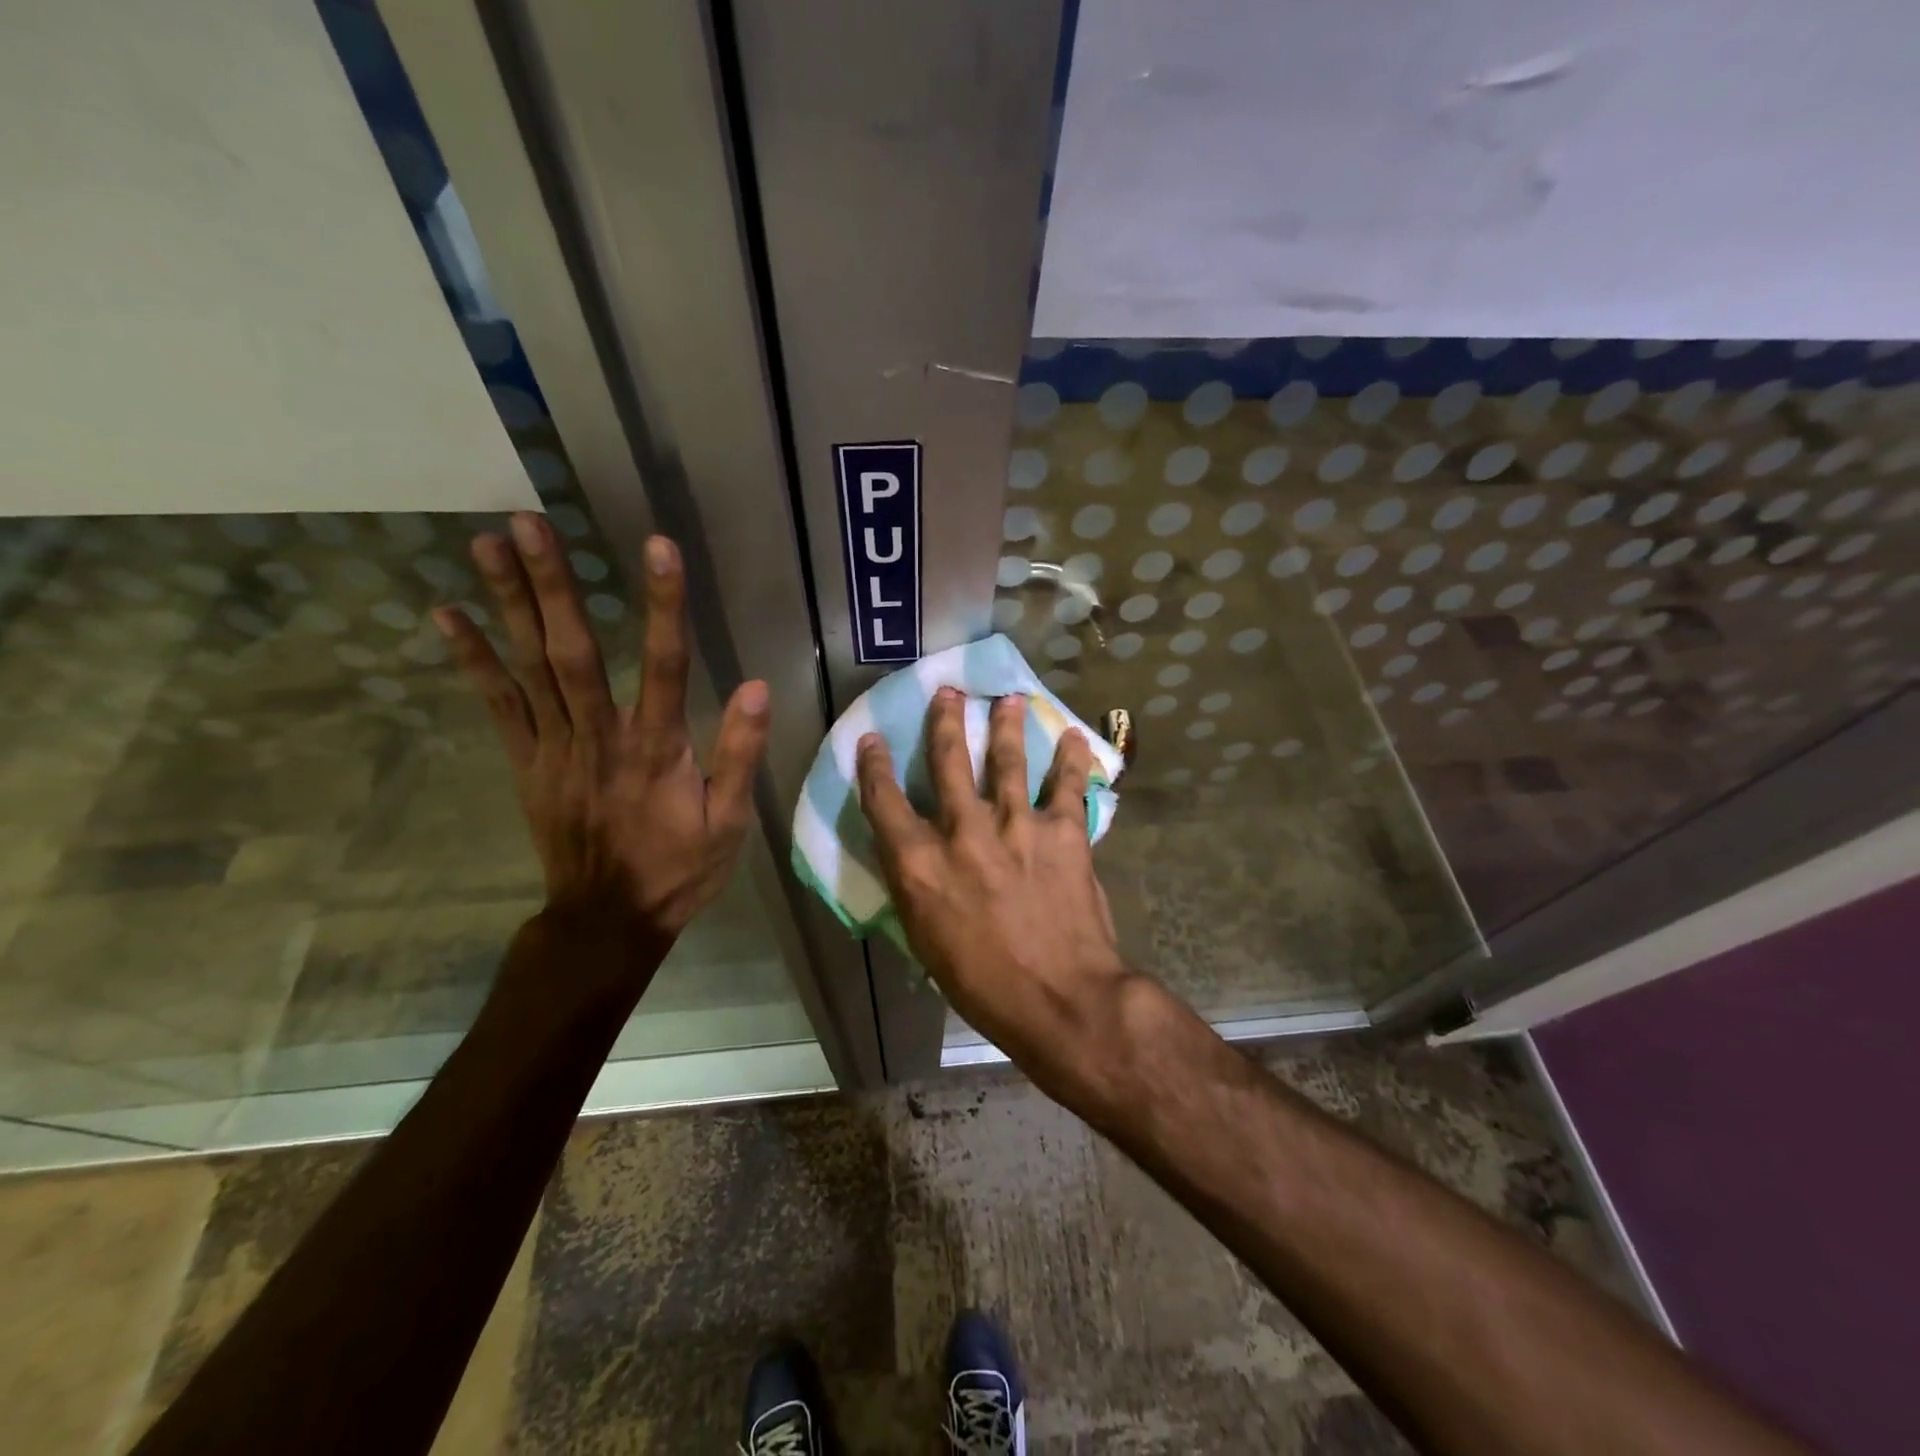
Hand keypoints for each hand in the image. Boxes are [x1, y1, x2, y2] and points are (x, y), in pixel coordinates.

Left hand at [435, 512, 769, 956]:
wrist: (607, 920)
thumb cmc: (678, 869)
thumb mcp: (730, 822)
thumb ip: (739, 755)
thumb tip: (755, 687)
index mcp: (657, 749)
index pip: (664, 665)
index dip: (662, 604)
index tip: (658, 547)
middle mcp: (600, 738)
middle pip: (574, 652)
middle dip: (552, 585)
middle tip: (528, 521)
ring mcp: (554, 748)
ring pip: (529, 668)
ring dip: (507, 604)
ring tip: (486, 543)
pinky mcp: (526, 762)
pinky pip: (497, 705)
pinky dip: (472, 658)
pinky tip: (448, 613)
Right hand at [856, 688, 1130, 1080]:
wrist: (1061, 999)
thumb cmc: (983, 984)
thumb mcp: (927, 941)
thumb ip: (917, 889)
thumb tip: (914, 858)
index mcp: (921, 864)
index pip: (884, 802)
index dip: (873, 766)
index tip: (871, 740)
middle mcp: (963, 831)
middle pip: (948, 761)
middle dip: (945, 721)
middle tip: (948, 692)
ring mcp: (1016, 825)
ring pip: (1007, 759)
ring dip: (1006, 724)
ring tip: (1007, 698)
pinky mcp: (1063, 831)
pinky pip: (1066, 784)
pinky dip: (1070, 758)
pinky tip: (1072, 736)